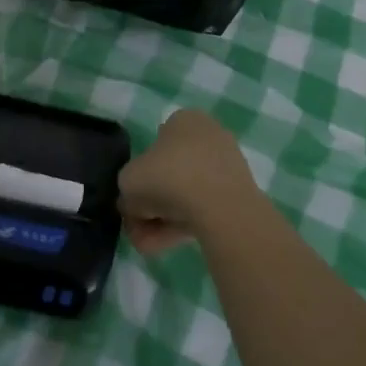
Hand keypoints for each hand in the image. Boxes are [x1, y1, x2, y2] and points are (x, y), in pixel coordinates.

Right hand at [119, 109, 268, 253]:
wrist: (220, 207)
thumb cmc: (168, 178)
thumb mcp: (128, 181)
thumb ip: (127, 190)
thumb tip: (133, 203)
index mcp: (184, 120)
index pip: (155, 144)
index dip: (140, 174)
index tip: (132, 199)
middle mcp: (208, 136)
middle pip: (170, 173)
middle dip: (151, 204)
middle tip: (137, 228)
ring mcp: (226, 166)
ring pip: (186, 194)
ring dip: (163, 219)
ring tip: (147, 245)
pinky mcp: (238, 194)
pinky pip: (204, 208)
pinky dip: (183, 225)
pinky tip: (165, 245)